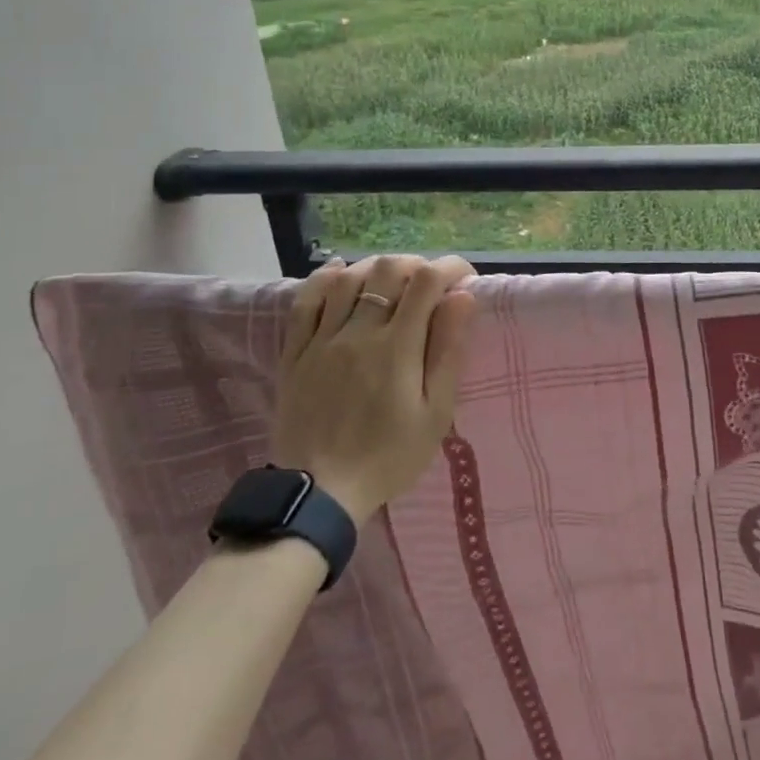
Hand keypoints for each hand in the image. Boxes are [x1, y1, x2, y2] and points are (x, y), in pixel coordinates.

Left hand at [272, 254, 477, 522]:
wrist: (318, 495)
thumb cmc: (389, 456)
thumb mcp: (434, 413)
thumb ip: (448, 351)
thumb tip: (462, 298)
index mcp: (397, 347)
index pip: (427, 281)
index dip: (450, 267)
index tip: (464, 278)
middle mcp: (358, 332)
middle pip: (387, 269)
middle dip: (416, 265)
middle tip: (430, 284)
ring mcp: (322, 340)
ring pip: (348, 277)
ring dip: (376, 269)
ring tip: (392, 283)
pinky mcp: (295, 353)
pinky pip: (305, 301)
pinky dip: (326, 278)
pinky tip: (341, 274)